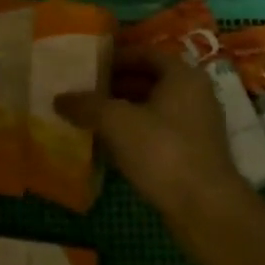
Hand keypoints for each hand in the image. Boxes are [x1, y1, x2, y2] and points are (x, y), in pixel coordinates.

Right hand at [56, 47, 252, 221]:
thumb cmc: (162, 151)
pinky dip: (135, 135)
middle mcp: (195, 95)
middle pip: (149, 81)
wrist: (205, 210)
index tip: (88, 66)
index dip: (115, 58)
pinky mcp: (194, 156)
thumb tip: (59, 98)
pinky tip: (110, 147)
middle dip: (116, 86)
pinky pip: (158, 134)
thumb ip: (86, 105)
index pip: (145, 54)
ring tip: (90, 118)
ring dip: (123, 112)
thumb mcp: (116, 122)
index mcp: (182, 76)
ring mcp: (197, 127)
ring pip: (153, 109)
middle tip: (84, 92)